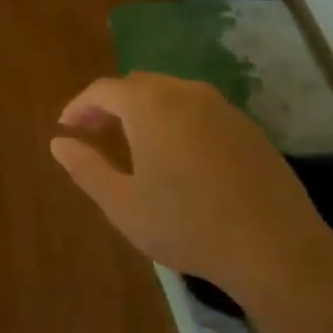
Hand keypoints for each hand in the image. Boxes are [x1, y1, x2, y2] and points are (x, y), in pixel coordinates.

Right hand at [49, 73, 332, 301]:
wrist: (274, 247)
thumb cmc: (186, 225)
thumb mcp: (122, 203)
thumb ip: (85, 168)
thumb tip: (58, 142)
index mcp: (150, 106)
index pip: (104, 90)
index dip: (79, 106)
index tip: (66, 128)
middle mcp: (186, 94)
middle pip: (138, 85)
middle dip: (110, 105)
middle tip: (94, 134)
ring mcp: (223, 108)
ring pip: (171, 94)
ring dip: (144, 111)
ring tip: (132, 143)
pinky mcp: (248, 128)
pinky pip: (199, 110)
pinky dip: (176, 120)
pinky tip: (177, 155)